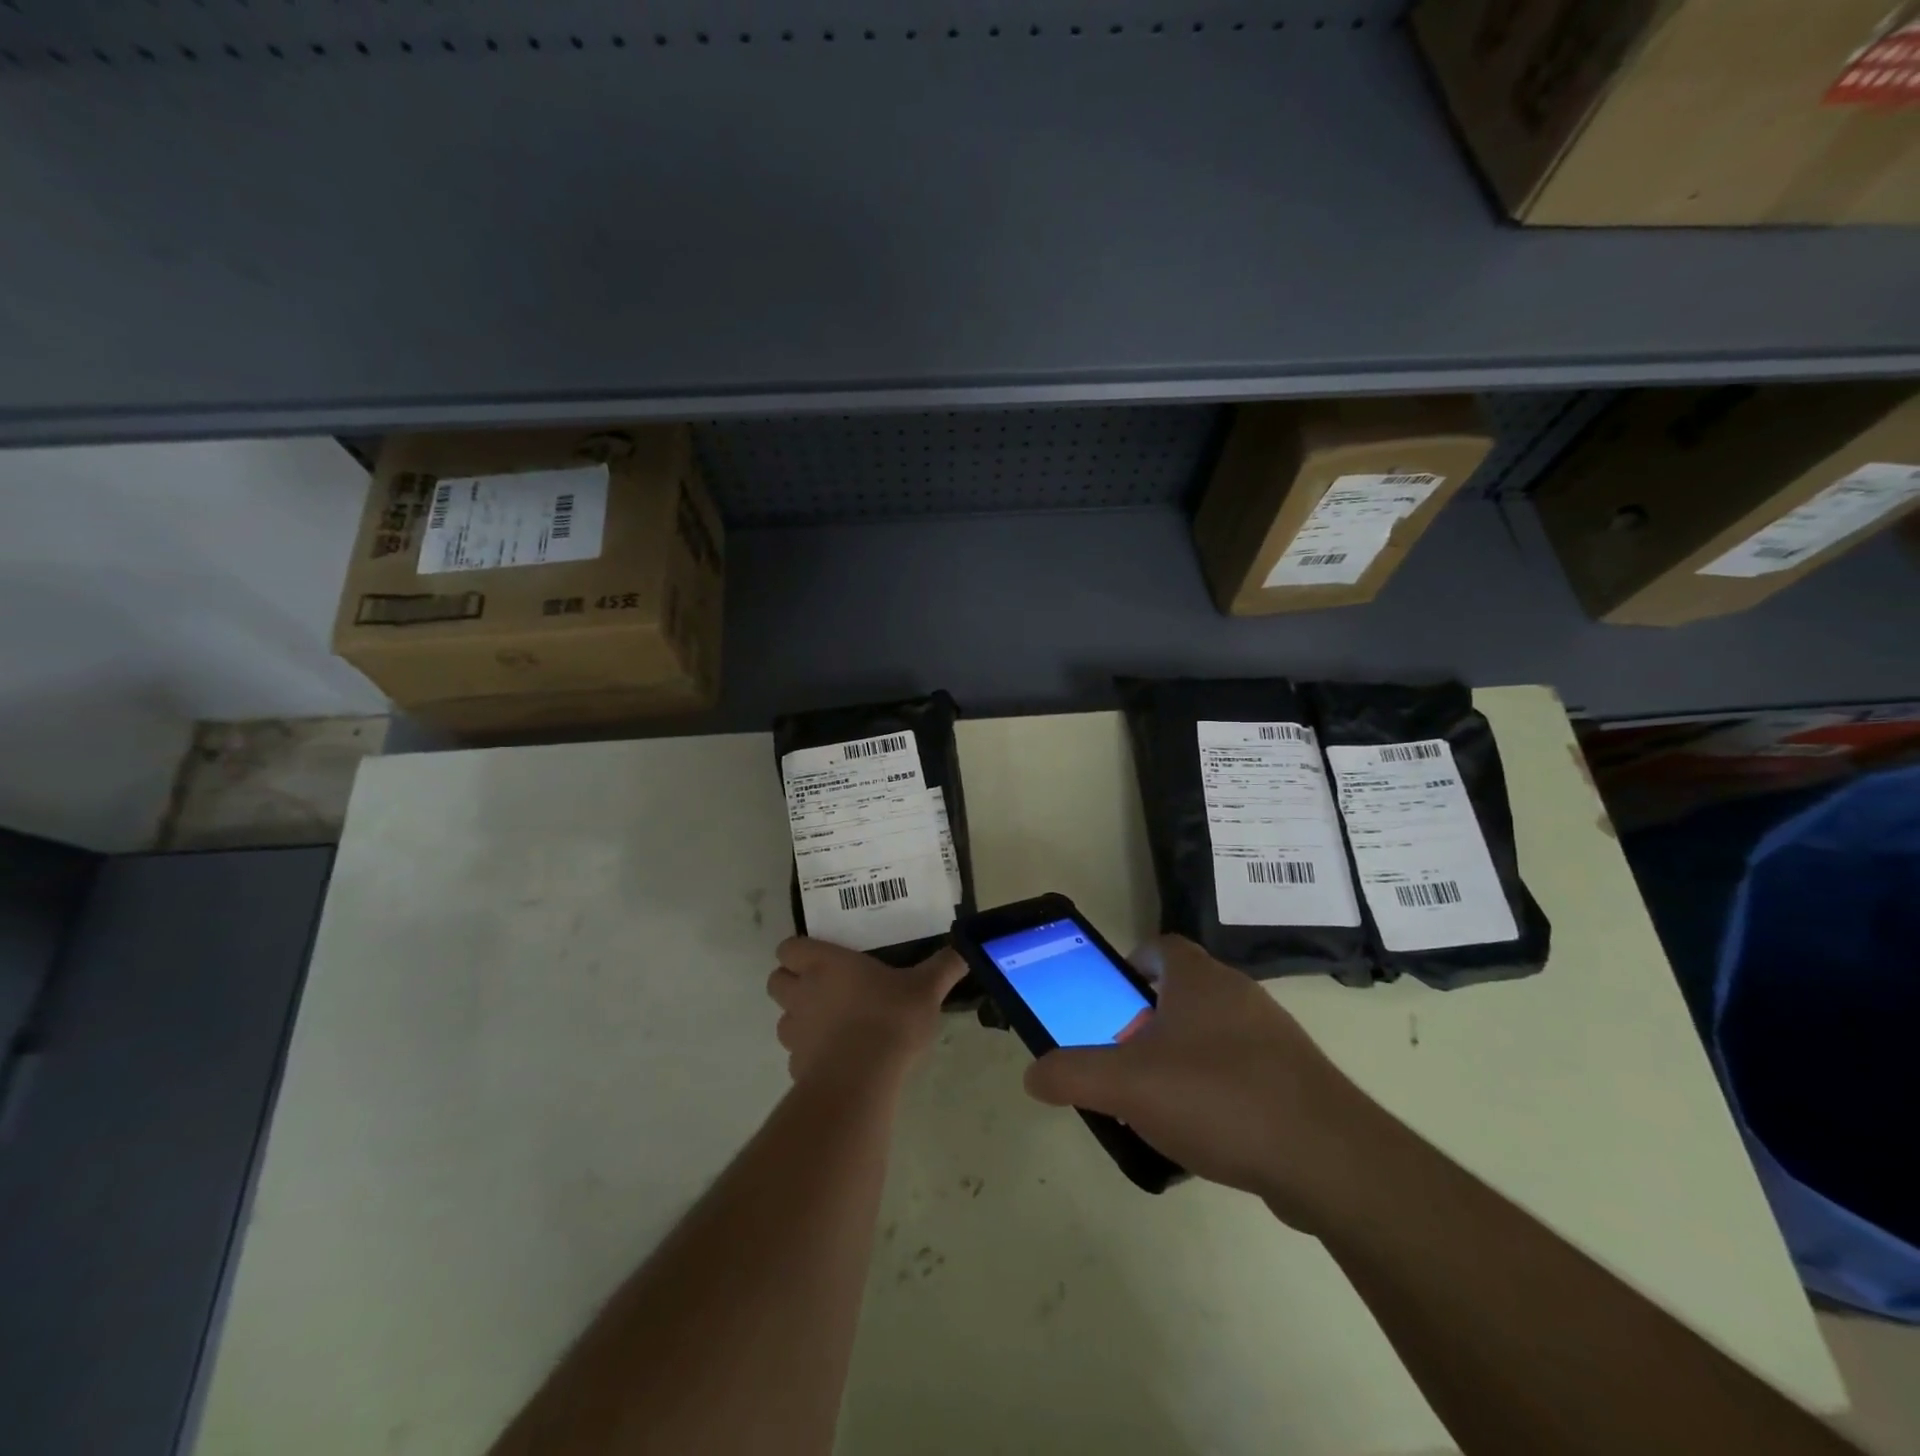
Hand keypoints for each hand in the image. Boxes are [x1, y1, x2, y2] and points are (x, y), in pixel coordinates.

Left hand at [766, 937, 966, 1087]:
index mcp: (824, 964)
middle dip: (793, 982)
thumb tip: (966, 948)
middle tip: (824, 987)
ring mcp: (795, 1032)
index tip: (822, 957)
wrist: (862, 1080)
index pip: (789, 948)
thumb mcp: (925, 989)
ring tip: (832, 1025)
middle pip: (776, 980)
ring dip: (800, 1018)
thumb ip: (943, 967)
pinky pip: (797, 1054)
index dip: (800, 951)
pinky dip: (811, 1054)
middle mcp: (802, 993)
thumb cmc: (889, 1018)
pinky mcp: (796, 1068)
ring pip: (783, 1018)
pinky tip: (838, 1058)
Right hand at [1023, 935, 1378, 1229]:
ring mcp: (1273, 1036)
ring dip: (1182, 1058)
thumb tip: (1033, 1075)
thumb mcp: (1127, 1086)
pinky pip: (1242, 1071)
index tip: (1110, 999)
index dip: (1130, 965)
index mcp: (1199, 979)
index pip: (1160, 947)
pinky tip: (1205, 1134)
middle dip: (1149, 1021)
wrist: (1328, 1159)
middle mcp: (1238, 994)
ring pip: (1213, 1034)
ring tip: (1159, 1103)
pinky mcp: (1296, 1079)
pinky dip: (1217, 1091)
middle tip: (1125, 1058)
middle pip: (1183, 992)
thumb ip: (1072, 1074)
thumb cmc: (1218, 1098)